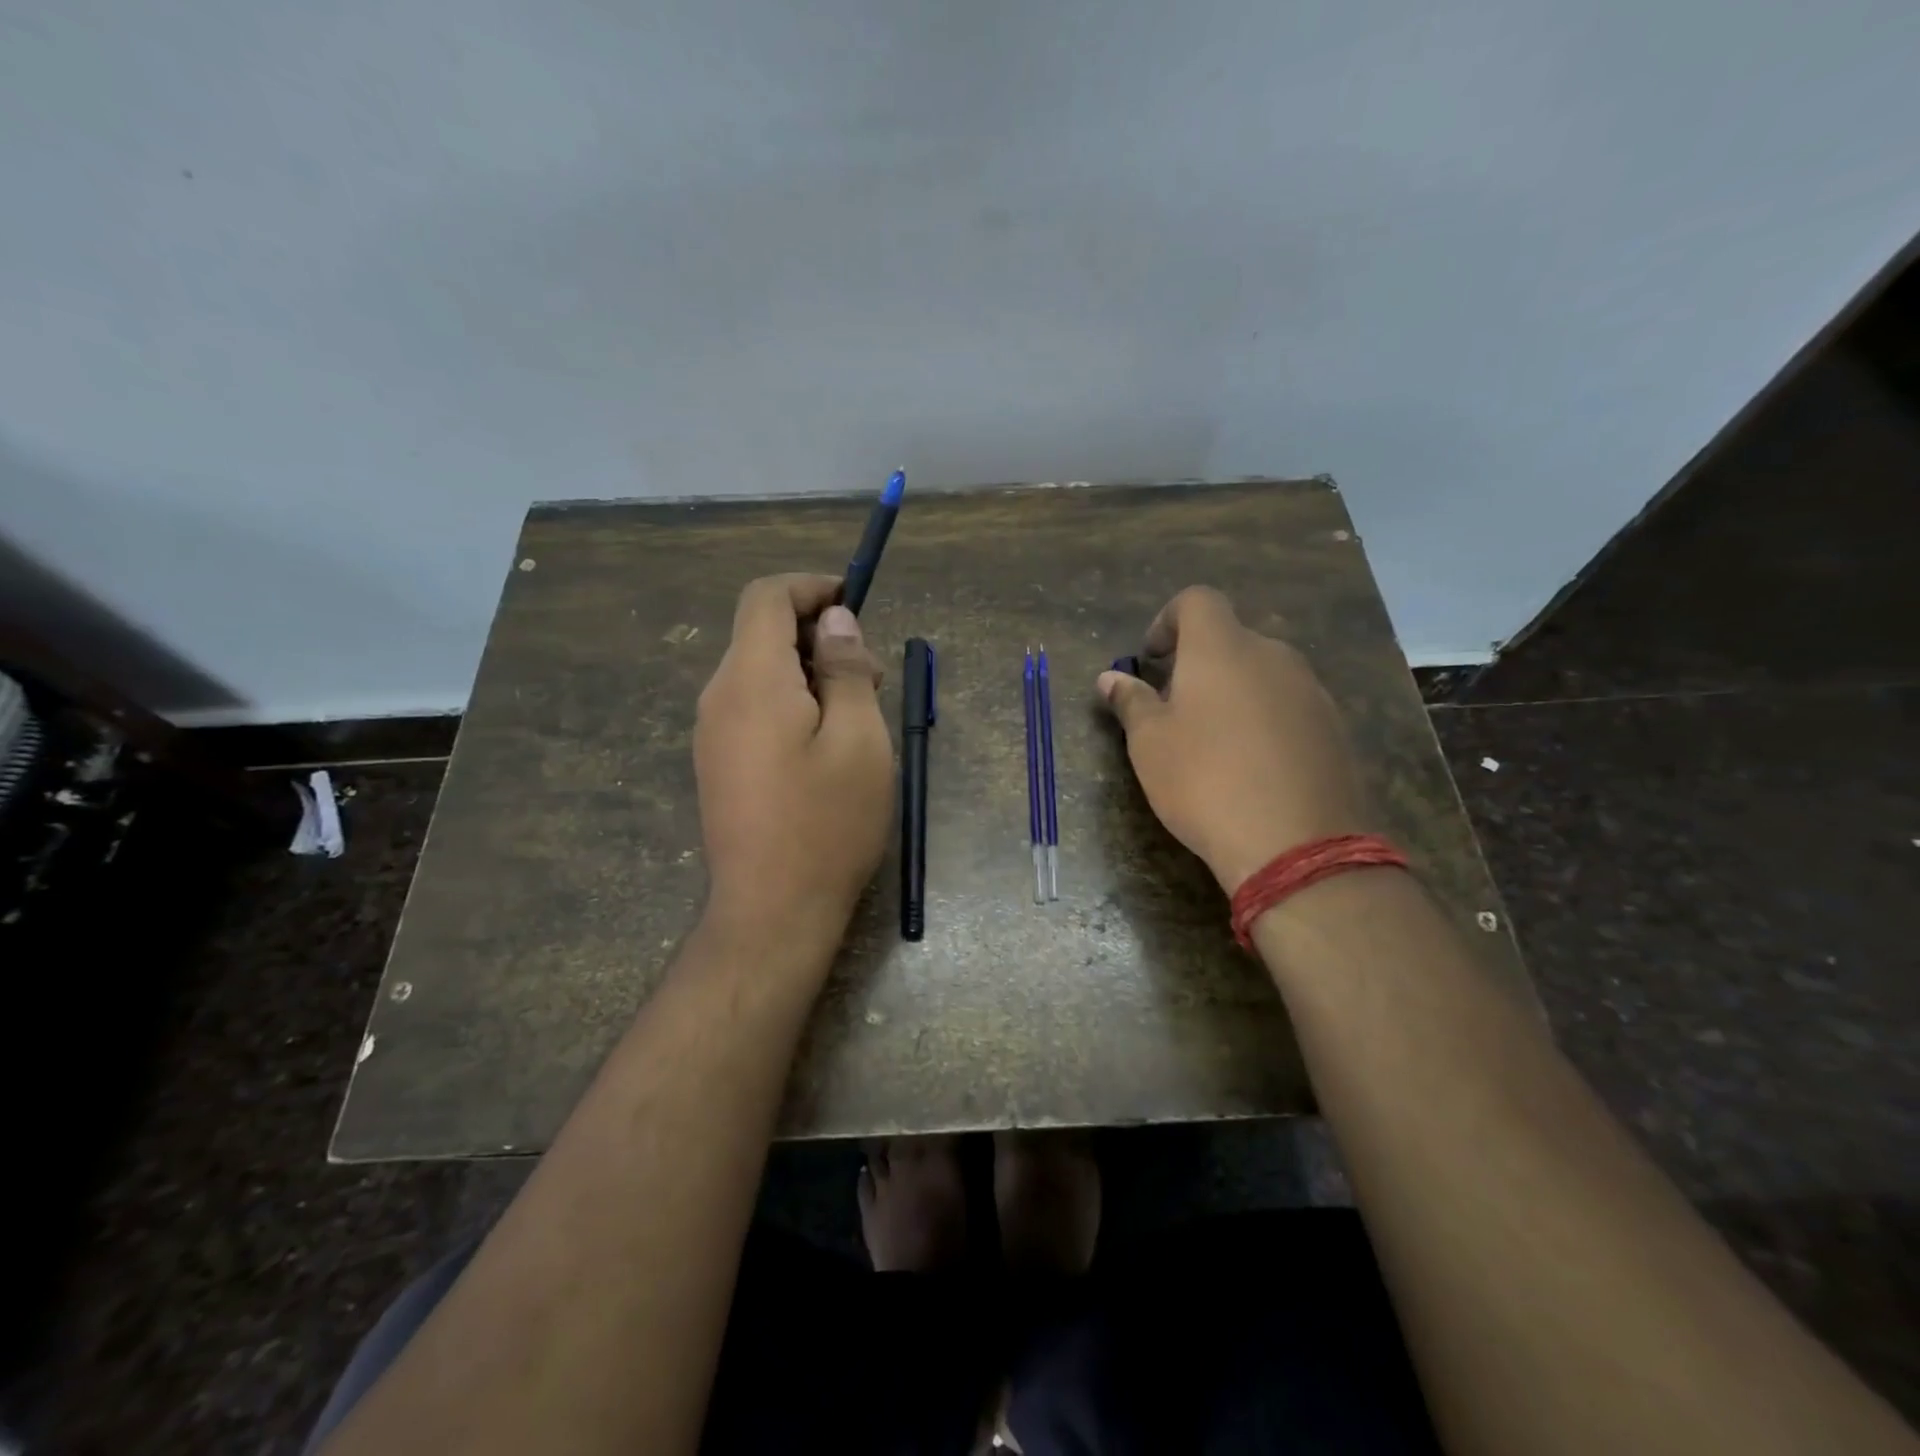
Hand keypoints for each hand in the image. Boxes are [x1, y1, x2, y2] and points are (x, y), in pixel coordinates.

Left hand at [694, 575, 892, 957]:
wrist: (772, 911)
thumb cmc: (826, 823)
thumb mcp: (858, 739)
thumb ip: (845, 669)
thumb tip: (834, 621)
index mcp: (751, 680)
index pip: (766, 598)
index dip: (811, 588)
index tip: (855, 605)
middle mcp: (719, 696)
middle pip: (761, 632)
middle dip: (818, 635)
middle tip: (871, 677)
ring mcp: (712, 732)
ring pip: (760, 671)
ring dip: (809, 671)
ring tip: (857, 715)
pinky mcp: (718, 762)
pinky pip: (753, 707)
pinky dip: (791, 701)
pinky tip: (825, 744)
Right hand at [1098, 586, 1366, 893]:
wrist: (1296, 844)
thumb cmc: (1204, 781)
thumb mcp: (1149, 743)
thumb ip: (1131, 701)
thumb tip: (1109, 678)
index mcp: (1221, 648)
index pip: (1197, 600)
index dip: (1168, 620)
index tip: (1152, 660)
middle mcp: (1272, 655)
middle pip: (1231, 638)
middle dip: (1199, 663)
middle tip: (1175, 708)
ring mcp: (1310, 690)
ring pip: (1262, 673)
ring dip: (1234, 691)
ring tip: (1214, 742)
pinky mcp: (1334, 726)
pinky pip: (1289, 705)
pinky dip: (1265, 718)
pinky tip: (1253, 765)